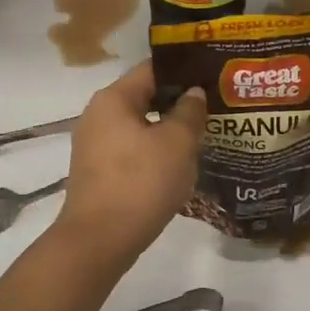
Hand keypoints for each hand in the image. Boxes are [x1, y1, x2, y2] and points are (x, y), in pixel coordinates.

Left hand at [55, 61, 206, 259]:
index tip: (212, 77)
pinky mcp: (98, 173)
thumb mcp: (176, 144)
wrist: (99, 240)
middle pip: (144, 98)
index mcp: (113, 99)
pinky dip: (154, 153)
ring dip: (168, 130)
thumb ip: (189, 113)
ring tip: (202, 137)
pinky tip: (178, 165)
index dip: (184, 71)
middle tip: (214, 108)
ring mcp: (94, 146)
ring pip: (139, 127)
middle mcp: (98, 116)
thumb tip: (193, 93)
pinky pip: (132, 151)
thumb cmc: (141, 183)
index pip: (152, 70)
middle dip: (178, 103)